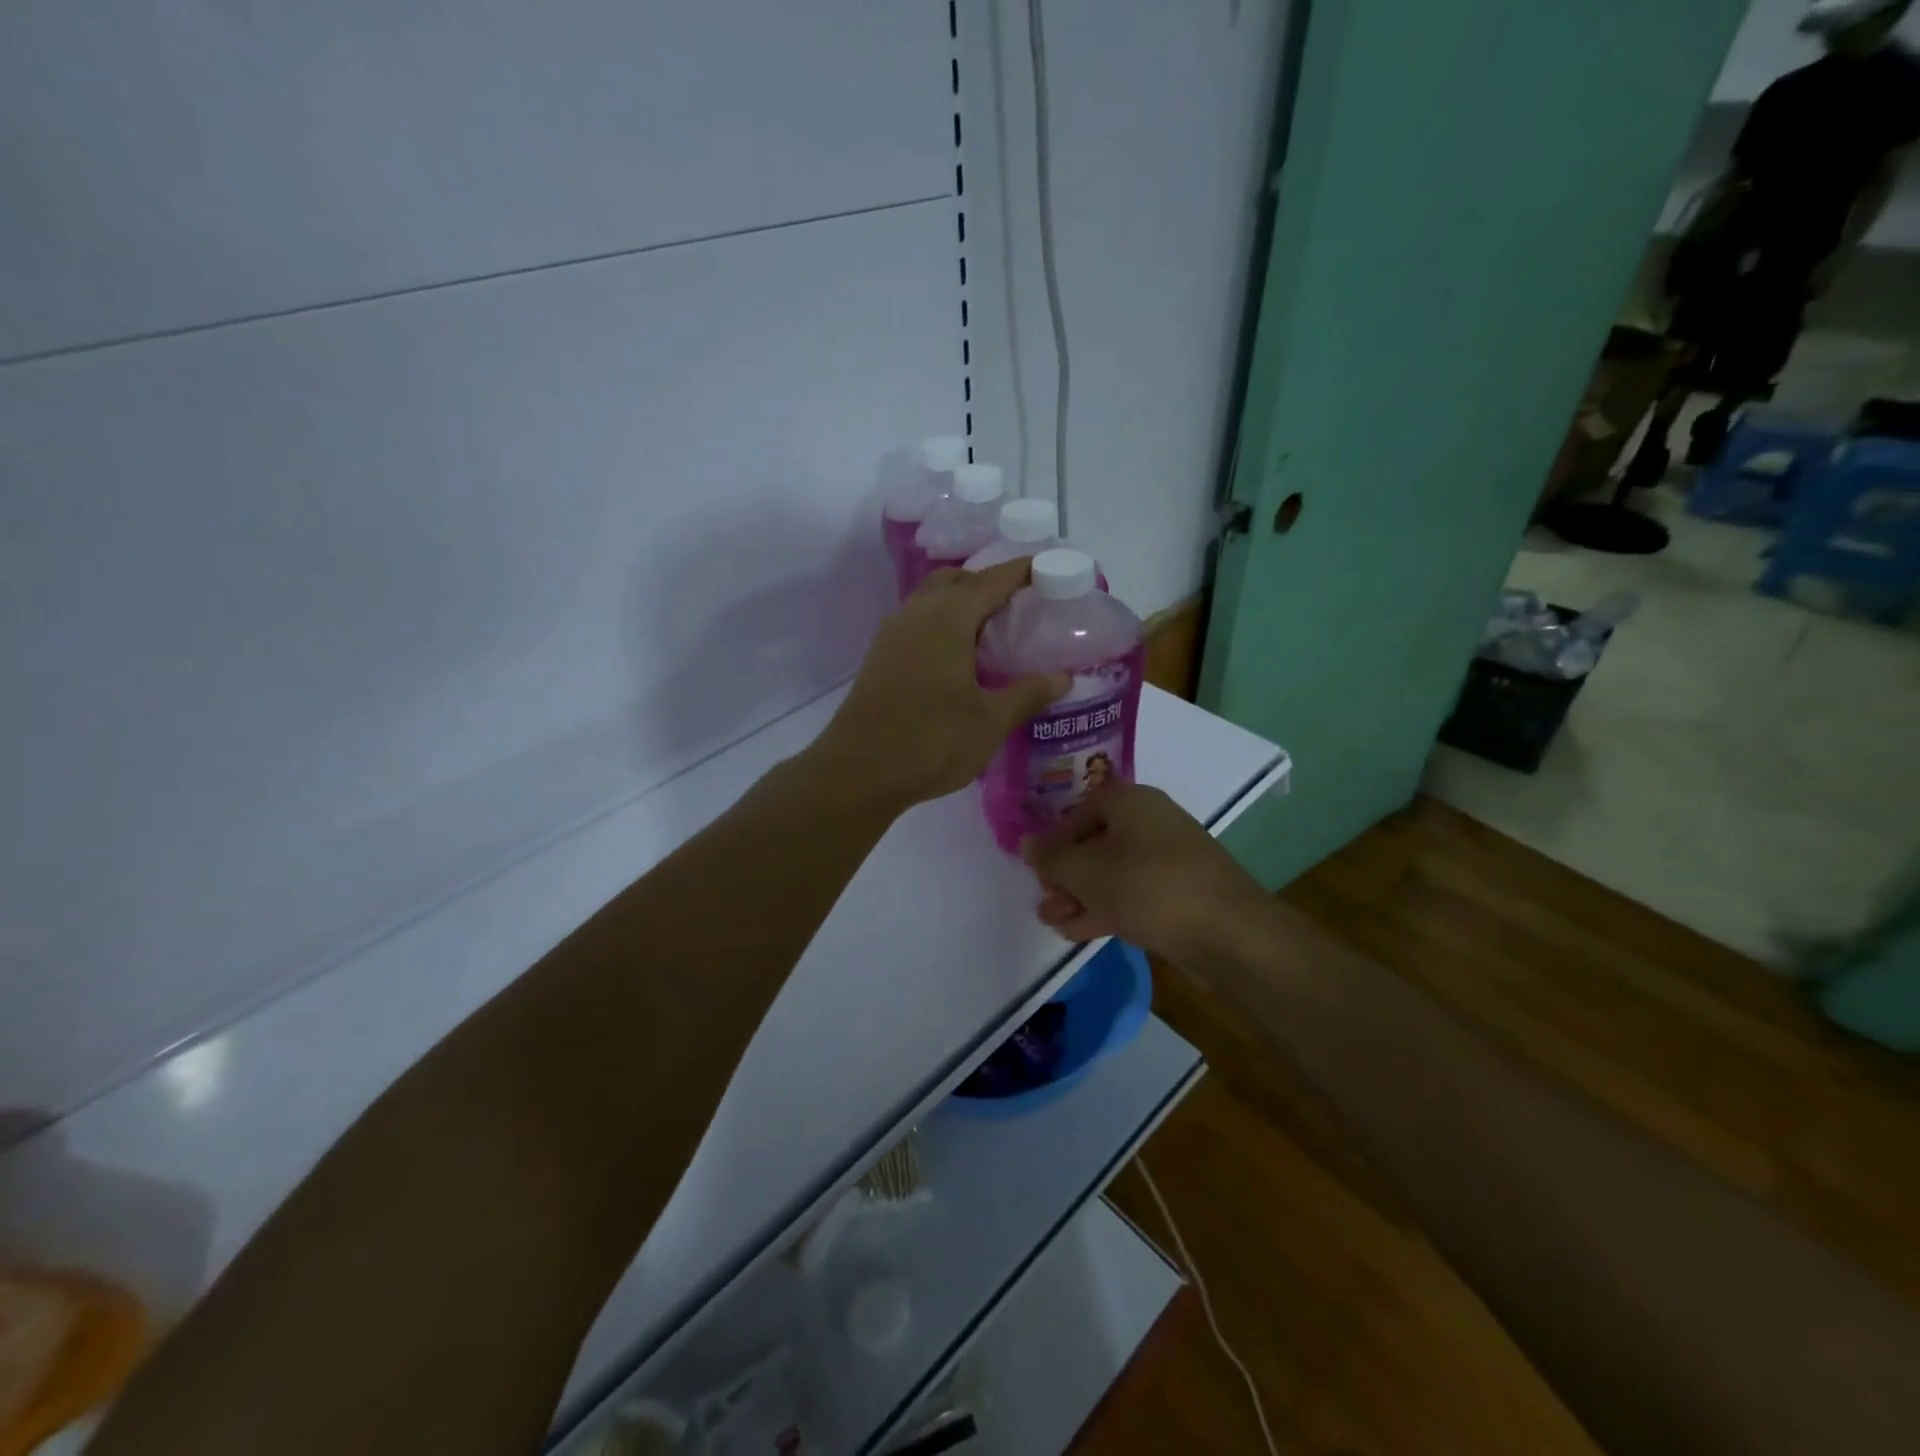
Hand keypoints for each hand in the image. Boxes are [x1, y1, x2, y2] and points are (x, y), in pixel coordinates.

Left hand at [812, 559, 1067, 809]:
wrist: (857, 772)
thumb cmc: (930, 743)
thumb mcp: (990, 722)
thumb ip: (1027, 694)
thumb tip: (1064, 677)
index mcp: (947, 619)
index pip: (990, 580)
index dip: (1020, 570)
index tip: (1047, 568)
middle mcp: (916, 615)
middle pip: (955, 580)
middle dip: (988, 581)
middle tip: (1020, 601)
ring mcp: (892, 634)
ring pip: (931, 598)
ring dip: (960, 600)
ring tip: (992, 625)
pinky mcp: (880, 656)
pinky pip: (917, 620)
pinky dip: (942, 620)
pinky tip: (957, 652)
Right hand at [1021, 782, 1273, 964]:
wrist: (1227, 932)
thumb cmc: (1147, 887)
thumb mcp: (1086, 872)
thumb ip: (1051, 858)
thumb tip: (1027, 843)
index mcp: (1130, 801)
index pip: (1079, 810)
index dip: (1054, 840)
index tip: (1037, 870)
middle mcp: (1150, 821)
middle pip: (1095, 843)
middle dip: (1065, 876)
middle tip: (1045, 904)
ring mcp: (1169, 858)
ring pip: (1113, 871)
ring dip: (1081, 896)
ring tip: (1055, 924)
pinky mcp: (1180, 891)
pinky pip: (1133, 892)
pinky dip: (1107, 907)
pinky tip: (1081, 931)